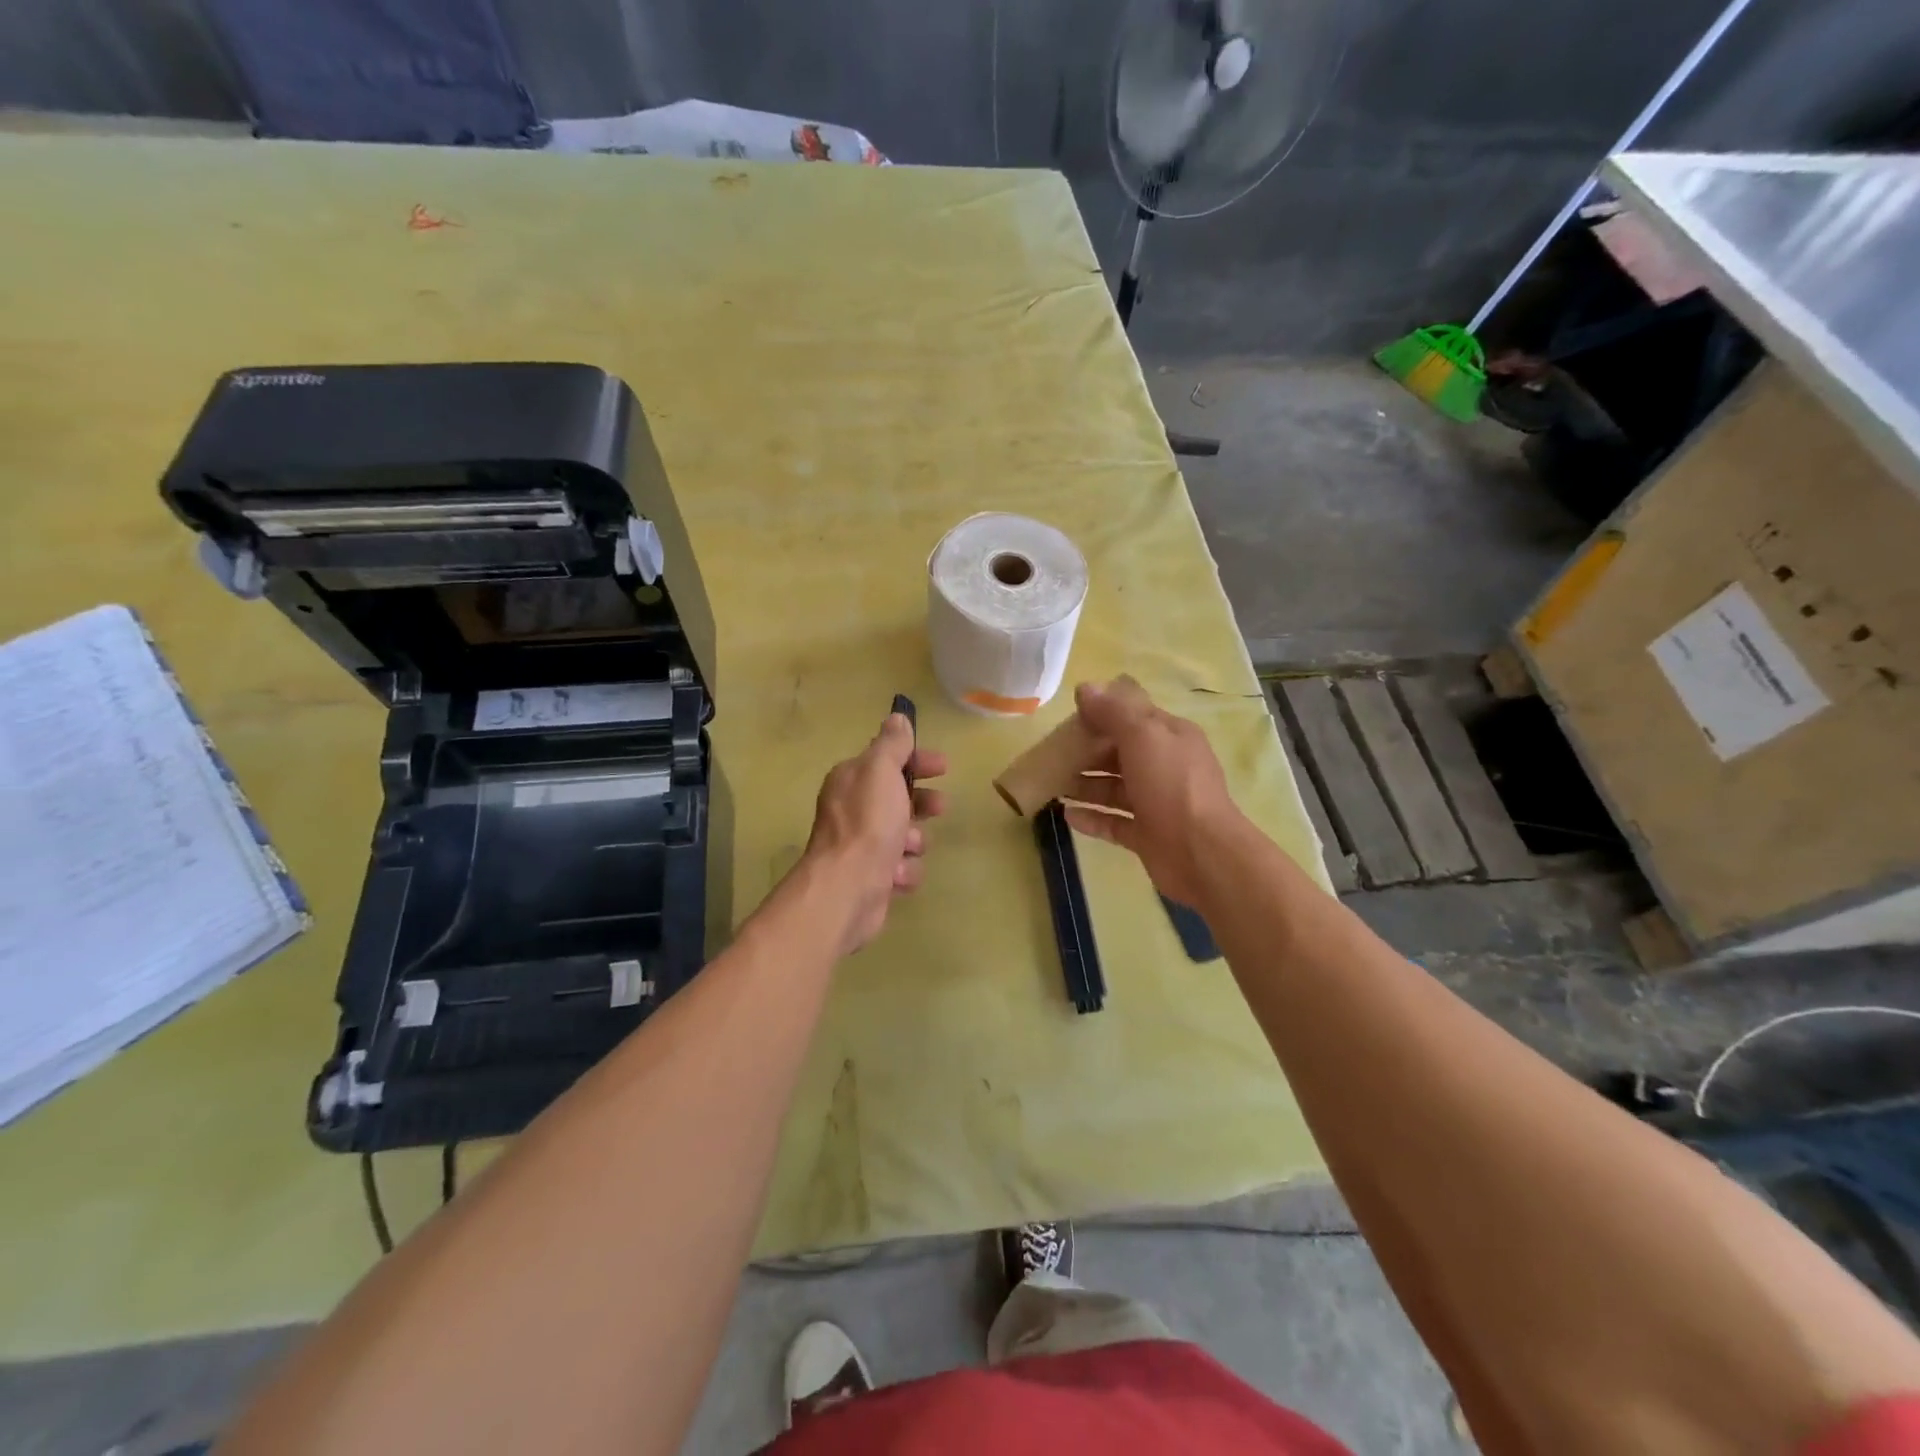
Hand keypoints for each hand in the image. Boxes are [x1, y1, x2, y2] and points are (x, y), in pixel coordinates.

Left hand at [801, 712, 947, 955]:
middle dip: (921, 803)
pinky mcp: (872, 877)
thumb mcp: (881, 771)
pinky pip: (901, 867)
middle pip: (898, 798)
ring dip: (914, 840)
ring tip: (908, 847)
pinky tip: (897, 874)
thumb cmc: (868, 823)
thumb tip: (897, 717)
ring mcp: (861, 845)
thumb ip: (892, 744)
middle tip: (939, 807)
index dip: (916, 761)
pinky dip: (904, 870)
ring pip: (904, 835)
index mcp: (851, 780)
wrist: (848, 887)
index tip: (942, 767)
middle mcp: (852, 809)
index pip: (887, 761)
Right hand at [1059, 678, 1242, 909]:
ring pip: (1114, 788)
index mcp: (1170, 736)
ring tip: (1052, 784)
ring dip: (1085, 785)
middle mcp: (1164, 766)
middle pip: (1120, 753)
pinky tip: (1066, 815)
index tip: (1068, 719)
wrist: (1201, 853)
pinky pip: (1113, 821)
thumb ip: (1113, 711)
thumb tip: (1085, 688)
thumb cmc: (1171, 785)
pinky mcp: (1147, 835)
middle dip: (1087, 752)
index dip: (1102, 714)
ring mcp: (1156, 803)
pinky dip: (1091, 817)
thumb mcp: (1143, 736)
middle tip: (1052, 754)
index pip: (1133, 717)